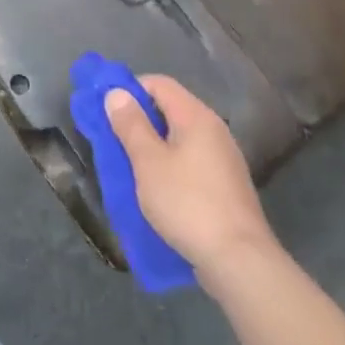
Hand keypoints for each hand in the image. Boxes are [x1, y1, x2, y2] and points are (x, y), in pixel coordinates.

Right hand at [108, 75, 275, 278]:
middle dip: (138, 120)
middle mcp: (214, 130)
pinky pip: (190, 163)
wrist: (238, 260)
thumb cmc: (188, 203)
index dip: (130, 89)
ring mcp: (223, 159)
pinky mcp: (226, 186)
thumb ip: (131, 125)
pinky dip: (169, 166)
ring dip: (152, 146)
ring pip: (179, 139)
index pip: (159, 83)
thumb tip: (117, 92)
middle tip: (111, 140)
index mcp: (196, 116)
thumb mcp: (148, 162)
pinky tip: (155, 189)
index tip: (106, 109)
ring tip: (128, 166)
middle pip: (170, 110)